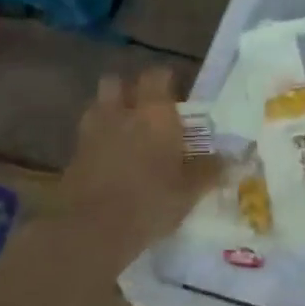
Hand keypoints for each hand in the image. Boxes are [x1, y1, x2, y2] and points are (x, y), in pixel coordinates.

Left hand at [59, 69, 220, 262]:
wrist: (91, 230)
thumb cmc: (150, 203)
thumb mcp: (189, 191)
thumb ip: (209, 171)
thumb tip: (232, 161)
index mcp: (155, 113)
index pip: (158, 75)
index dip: (166, 79)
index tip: (176, 93)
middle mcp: (122, 113)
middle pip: (117, 82)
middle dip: (129, 89)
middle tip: (145, 109)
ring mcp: (92, 131)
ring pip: (98, 105)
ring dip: (109, 111)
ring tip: (124, 131)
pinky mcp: (73, 154)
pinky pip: (87, 135)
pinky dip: (97, 140)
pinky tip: (109, 159)